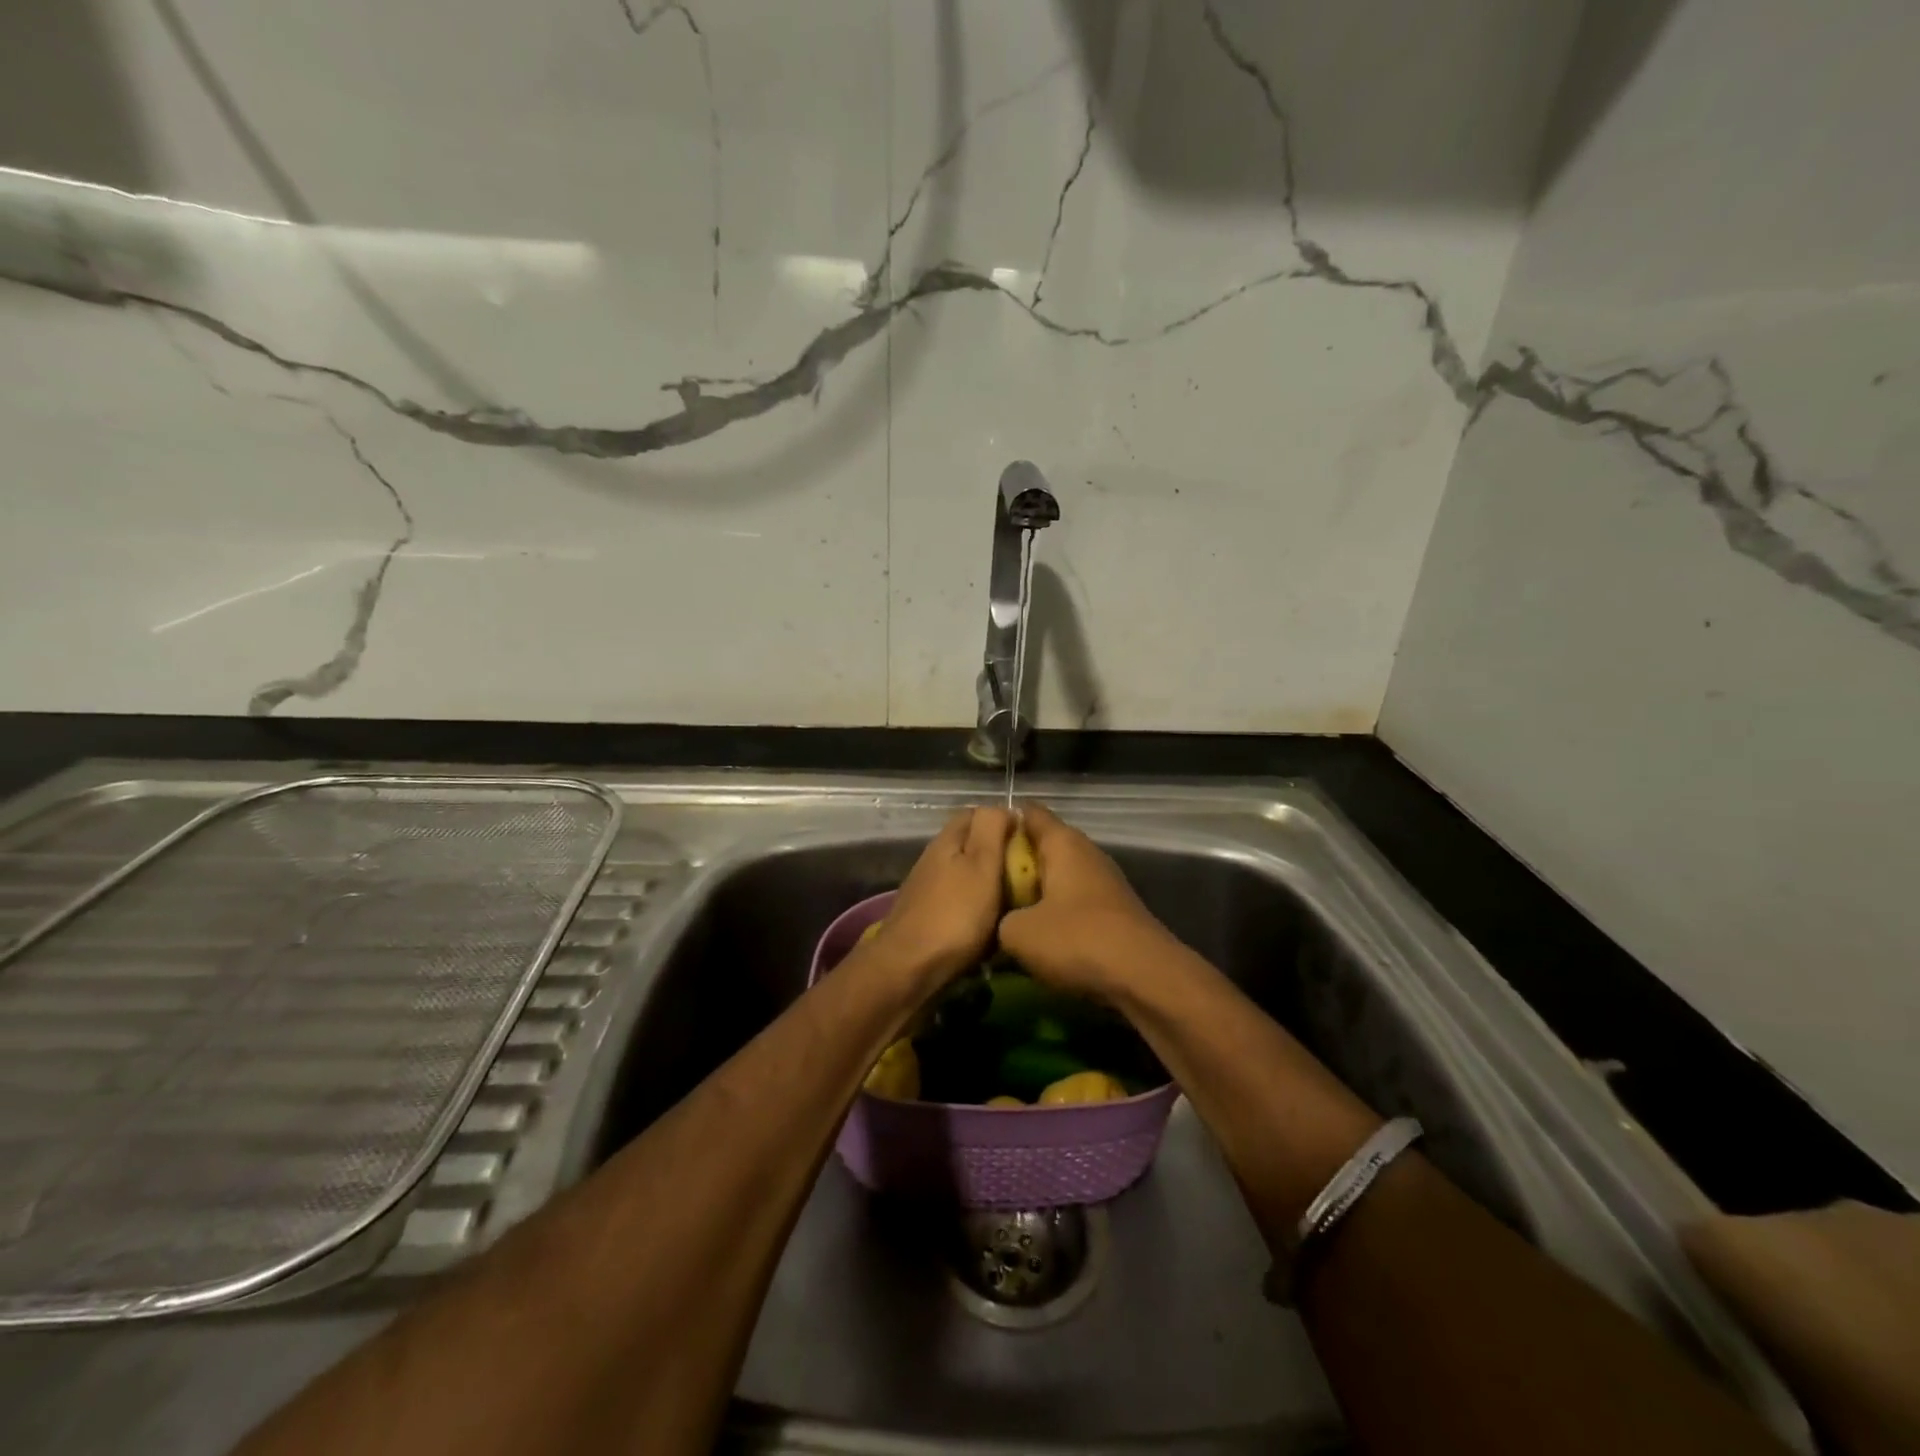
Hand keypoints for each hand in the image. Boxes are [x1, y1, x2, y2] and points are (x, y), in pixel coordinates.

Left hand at [863, 807, 1013, 989]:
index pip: (976, 814)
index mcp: (948, 841)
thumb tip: (1005, 807)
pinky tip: (992, 926)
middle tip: (1031, 874)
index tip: (1032, 841)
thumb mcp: (982, 864)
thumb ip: (991, 829)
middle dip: (1000, 856)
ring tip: (1018, 902)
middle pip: (971, 846)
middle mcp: (934, 860)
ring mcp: (928, 891)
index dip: (1004, 821)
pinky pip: (961, 904)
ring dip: (990, 885)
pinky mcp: (928, 919)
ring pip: (967, 876)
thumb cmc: (955, 915)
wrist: (910, 969)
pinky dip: (978, 910)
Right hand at [998, 804, 1183, 997]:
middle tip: (980, 882)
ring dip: (1032, 891)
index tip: (974, 840)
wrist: (1144, 977)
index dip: (1000, 821)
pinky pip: (1071, 900)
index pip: (1028, 812)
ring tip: (1002, 911)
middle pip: (1041, 846)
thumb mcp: (1016, 933)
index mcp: (1062, 842)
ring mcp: (1102, 881)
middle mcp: (1085, 852)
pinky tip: (1036, 935)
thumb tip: (1003, 922)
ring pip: (1056, 876)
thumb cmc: (1076, 940)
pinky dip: (1053, 912)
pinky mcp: (1112, 910)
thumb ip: (999, 918)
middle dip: (1012, 862)